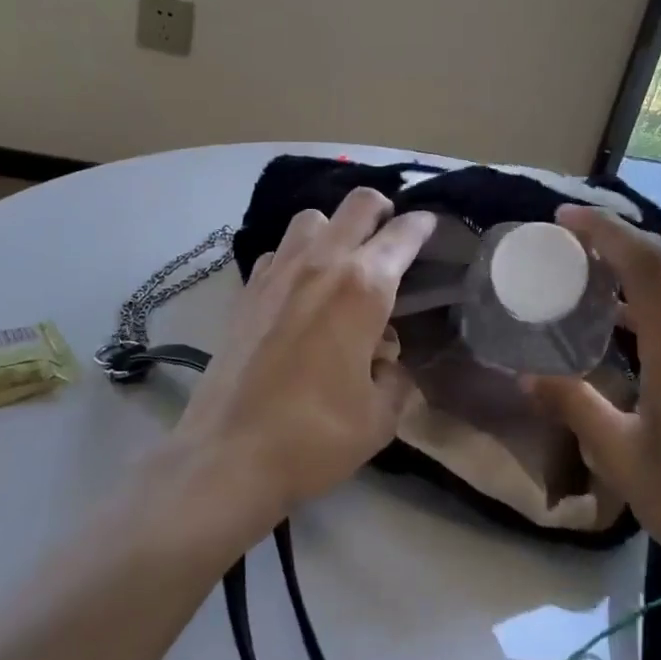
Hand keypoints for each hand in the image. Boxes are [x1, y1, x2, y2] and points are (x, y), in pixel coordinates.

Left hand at [168, 188, 436, 539]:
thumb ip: (395, 379)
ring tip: (342, 261)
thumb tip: (386, 362)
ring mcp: (278, 273)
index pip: (402, 235)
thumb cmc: (315, 436)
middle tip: (391, 234)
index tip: (431, 226)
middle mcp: (321, 265)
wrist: (229, 455)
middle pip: (357, 204)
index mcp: (363, 288)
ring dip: (334, 229)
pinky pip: (279, 252)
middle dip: (382, 210)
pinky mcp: (247, 291)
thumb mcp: (380, 417)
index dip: (423, 225)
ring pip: (311, 218)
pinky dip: (297, 256)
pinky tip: (300, 289)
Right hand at [525, 205, 660, 603]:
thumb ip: (576, 408)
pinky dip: (655, 295)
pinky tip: (626, 320)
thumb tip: (528, 377)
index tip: (563, 219)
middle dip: (616, 238)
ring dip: (636, 265)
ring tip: (588, 272)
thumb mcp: (626, 461)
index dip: (604, 231)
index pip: (646, 264)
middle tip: (565, 242)